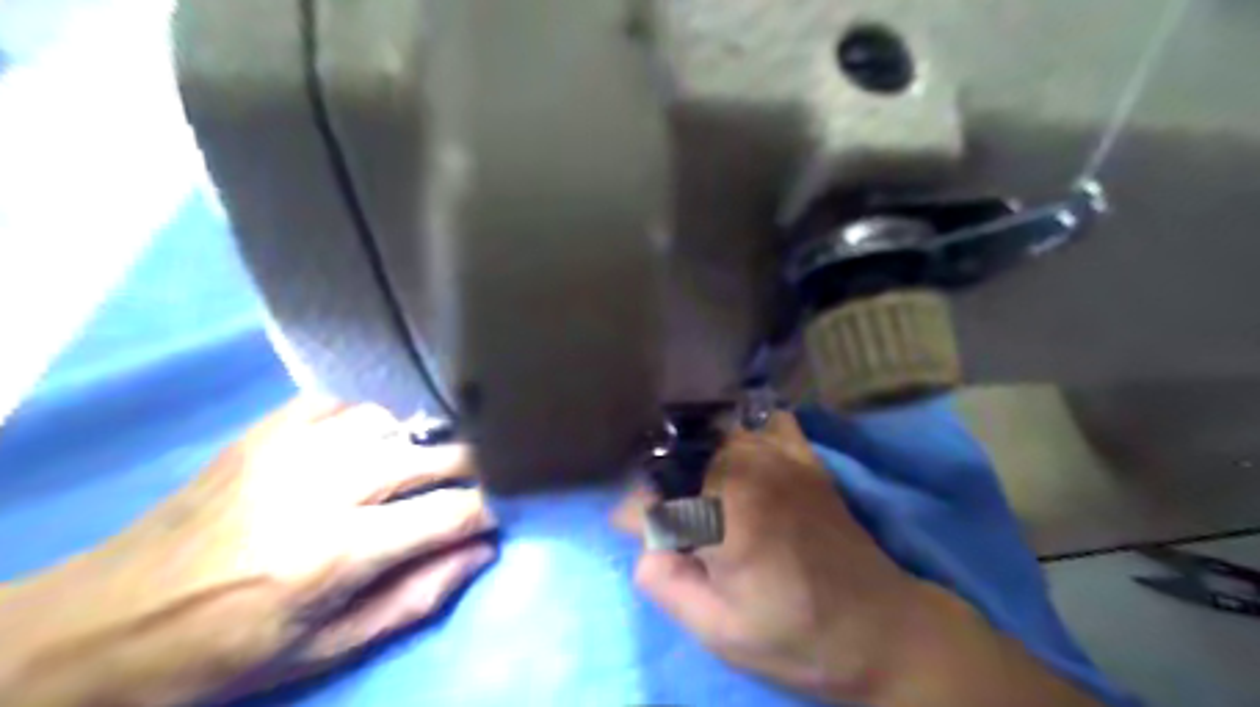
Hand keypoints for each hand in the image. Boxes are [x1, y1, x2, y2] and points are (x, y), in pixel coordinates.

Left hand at [1, 397, 500, 705]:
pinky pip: (345, 403)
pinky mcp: (266, 429)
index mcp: (335, 551)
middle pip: (432, 454)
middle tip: (484, 479)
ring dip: (418, 443)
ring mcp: (291, 446)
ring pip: (393, 420)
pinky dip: (371, 421)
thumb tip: (482, 551)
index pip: (449, 513)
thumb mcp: (327, 649)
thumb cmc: (226, 649)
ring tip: (420, 466)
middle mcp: (322, 485)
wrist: (107, 622)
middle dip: (473, 465)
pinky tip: (368, 444)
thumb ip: (416, 596)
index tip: (506, 509)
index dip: (490, 508)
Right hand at [618, 412, 1104, 704]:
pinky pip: (762, 422)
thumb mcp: (721, 632)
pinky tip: (739, 454)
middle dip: (665, 492)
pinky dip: (743, 430)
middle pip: (679, 462)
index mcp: (724, 513)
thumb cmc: (797, 636)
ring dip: (696, 462)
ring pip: (713, 437)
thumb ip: (667, 584)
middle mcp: (747, 470)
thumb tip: (644, 544)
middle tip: (676, 529)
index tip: (633, 535)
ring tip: (700, 495)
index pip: (651, 500)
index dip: (634, 519)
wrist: (881, 628)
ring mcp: (779, 456)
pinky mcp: (803, 456)